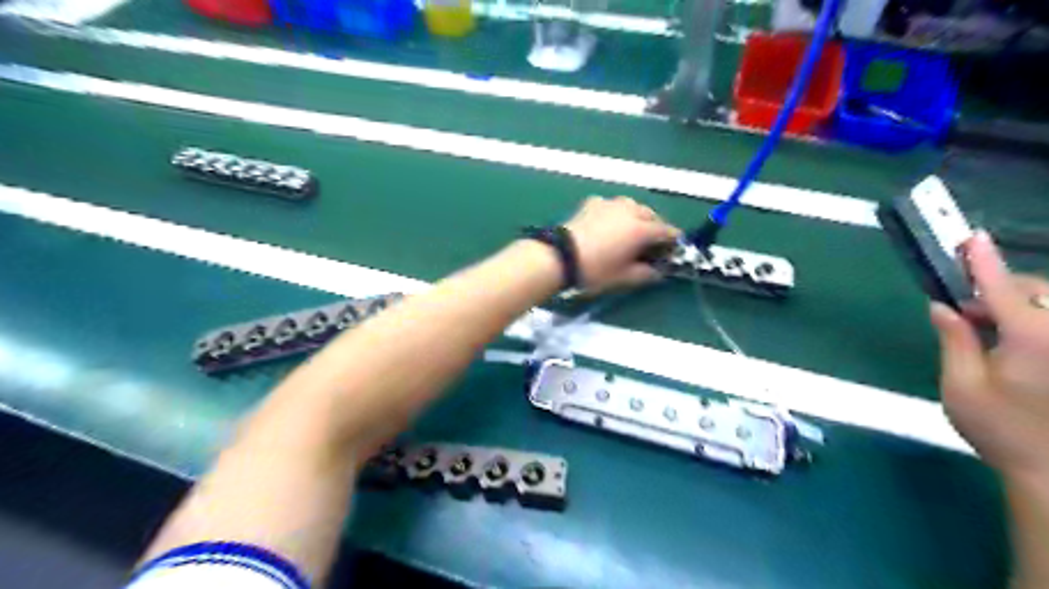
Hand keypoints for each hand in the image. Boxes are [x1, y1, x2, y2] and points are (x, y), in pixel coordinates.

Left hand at [565, 196, 679, 290]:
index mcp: (641, 229)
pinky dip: (615, 213)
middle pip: (650, 215)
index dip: (672, 241)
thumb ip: (646, 274)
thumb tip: (657, 271)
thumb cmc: (595, 270)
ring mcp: (610, 204)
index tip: (672, 250)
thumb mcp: (624, 277)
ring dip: (636, 216)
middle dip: (655, 227)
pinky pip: (611, 205)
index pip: (666, 231)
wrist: (560, 257)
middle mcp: (629, 210)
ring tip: (631, 229)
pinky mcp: (592, 203)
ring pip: (632, 205)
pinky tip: (609, 223)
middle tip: (651, 242)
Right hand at [930, 230, 1047, 483]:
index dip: (983, 261)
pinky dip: (1034, 323)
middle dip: (1001, 292)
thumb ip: (954, 340)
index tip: (970, 237)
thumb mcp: (960, 386)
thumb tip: (943, 306)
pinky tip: (1016, 345)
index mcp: (1032, 338)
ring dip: (1020, 307)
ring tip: (990, 332)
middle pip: (1036, 291)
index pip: (1003, 288)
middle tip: (967, 316)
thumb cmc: (1001, 431)